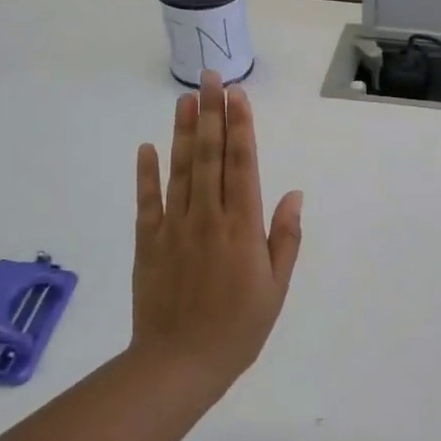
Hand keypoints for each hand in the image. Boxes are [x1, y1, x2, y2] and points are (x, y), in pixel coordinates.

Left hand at [131, 70, 302, 391]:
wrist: (179, 363)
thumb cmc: (239, 328)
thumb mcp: (276, 288)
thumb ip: (284, 238)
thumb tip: (293, 194)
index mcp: (242, 228)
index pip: (242, 166)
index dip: (241, 128)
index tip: (238, 97)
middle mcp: (207, 218)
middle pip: (210, 157)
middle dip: (212, 114)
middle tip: (212, 78)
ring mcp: (173, 228)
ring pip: (180, 170)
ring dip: (183, 132)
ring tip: (186, 99)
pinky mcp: (147, 243)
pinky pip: (146, 202)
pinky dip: (146, 174)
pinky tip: (147, 147)